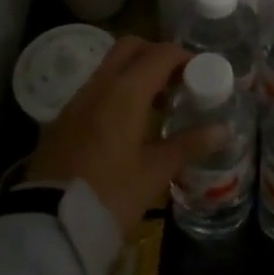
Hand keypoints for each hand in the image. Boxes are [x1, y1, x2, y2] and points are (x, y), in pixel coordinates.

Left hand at [26, 36, 218, 237]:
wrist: (50, 226)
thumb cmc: (111, 195)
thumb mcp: (155, 172)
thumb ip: (189, 144)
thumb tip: (223, 130)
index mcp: (125, 92)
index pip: (159, 54)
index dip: (184, 57)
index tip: (202, 73)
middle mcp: (98, 86)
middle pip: (130, 48)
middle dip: (156, 55)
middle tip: (177, 81)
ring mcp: (76, 101)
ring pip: (109, 68)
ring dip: (135, 74)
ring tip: (157, 106)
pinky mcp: (62, 120)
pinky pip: (95, 90)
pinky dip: (116, 93)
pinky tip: (128, 125)